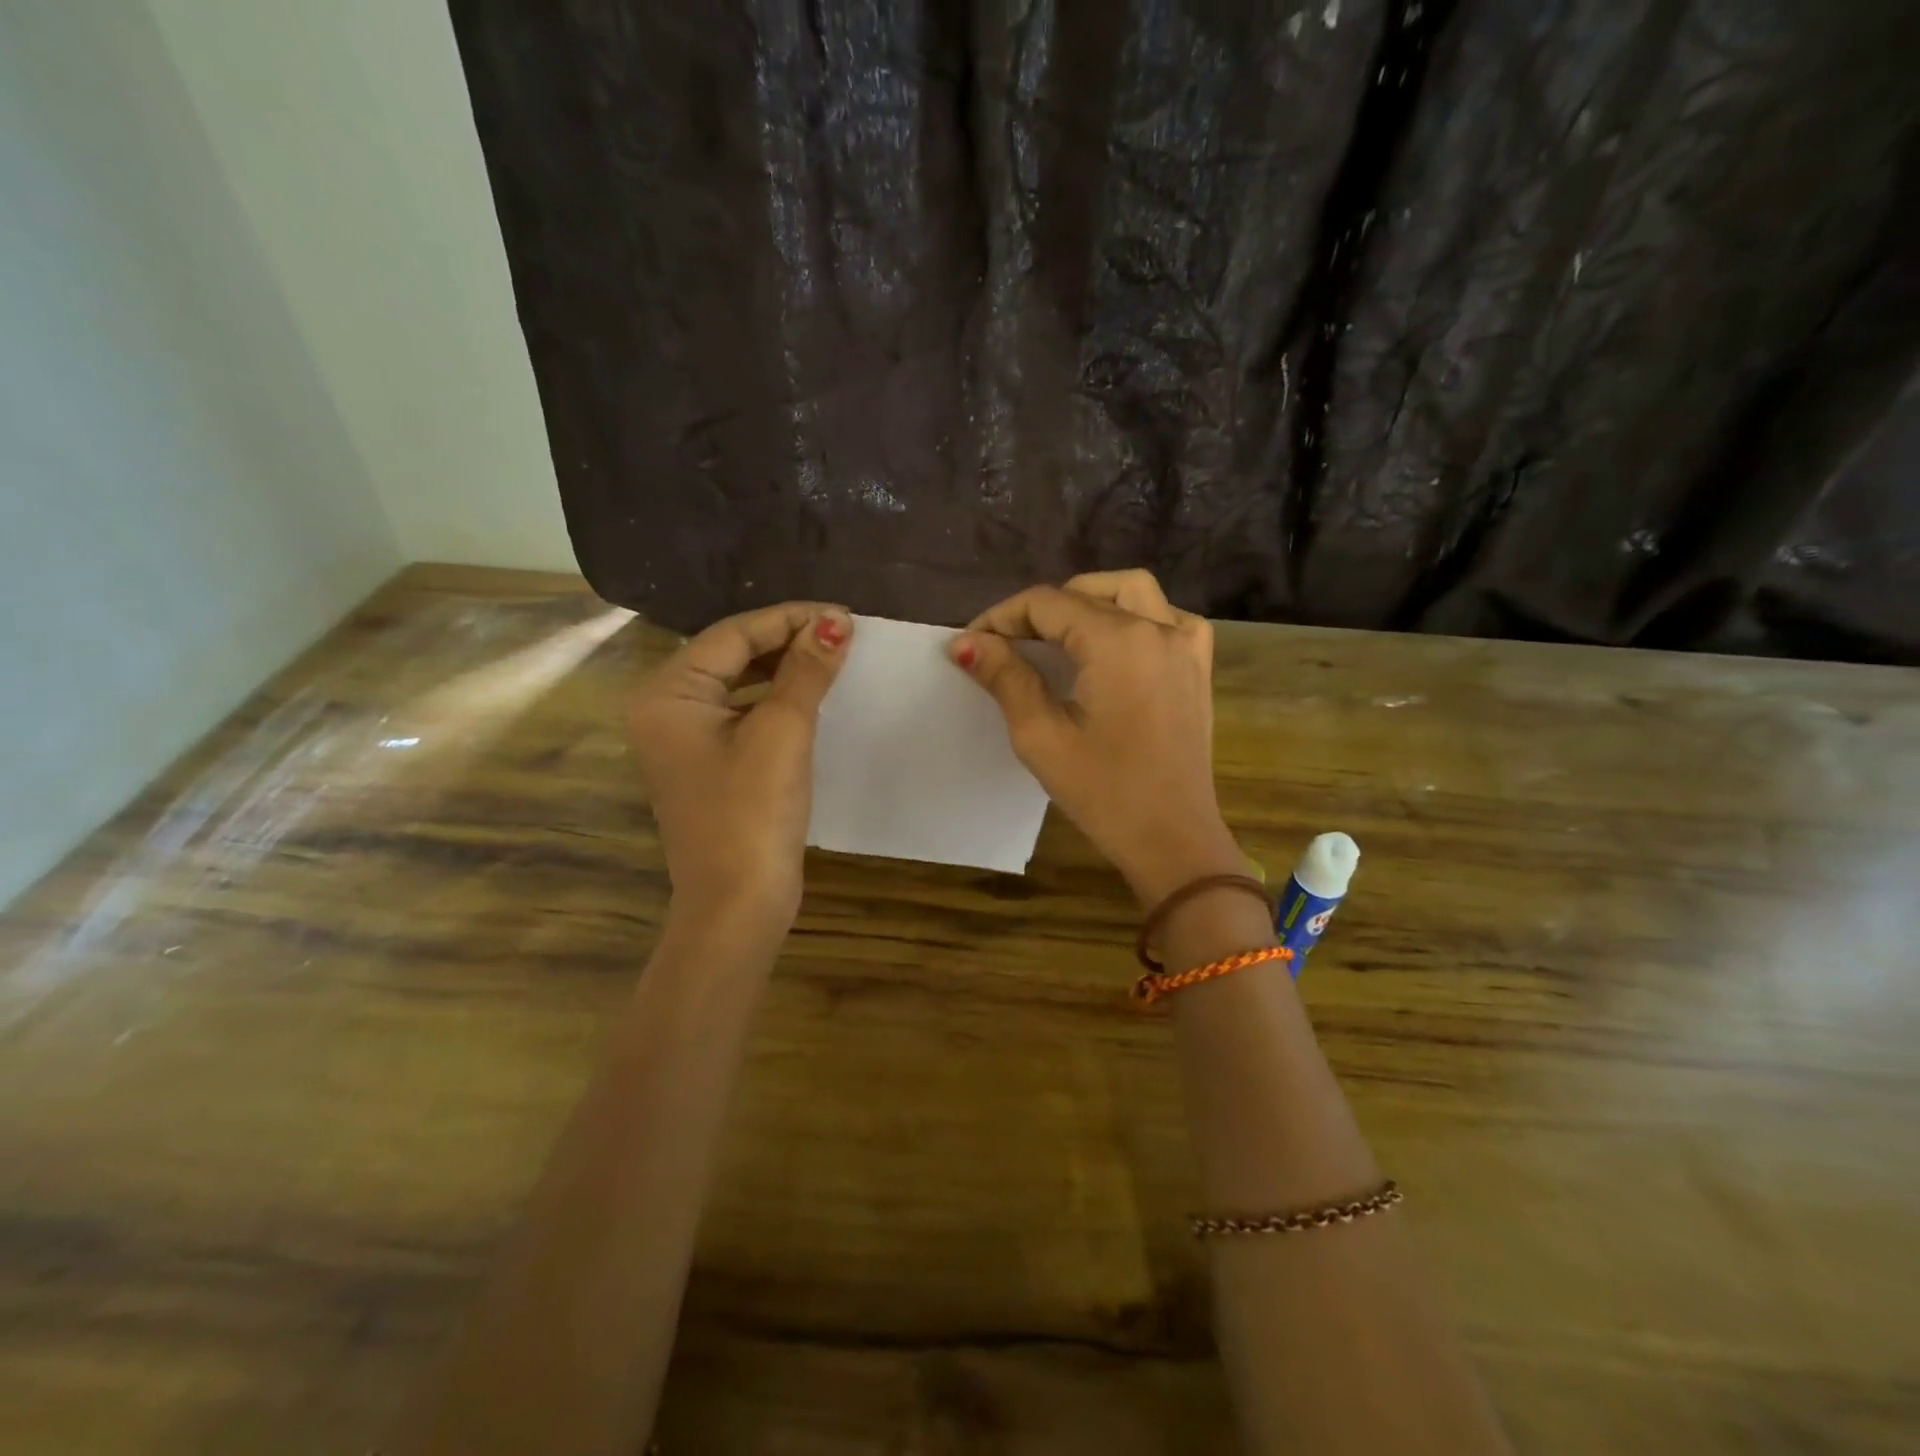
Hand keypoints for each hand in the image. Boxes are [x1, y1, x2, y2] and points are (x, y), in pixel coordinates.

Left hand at [630, 603, 853, 935]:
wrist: (738, 904)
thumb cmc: (753, 813)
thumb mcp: (783, 732)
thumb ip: (807, 671)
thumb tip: (835, 620)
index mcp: (668, 694)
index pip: (732, 634)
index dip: (789, 619)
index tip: (841, 613)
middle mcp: (666, 709)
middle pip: (731, 655)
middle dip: (786, 640)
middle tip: (841, 632)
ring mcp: (685, 739)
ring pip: (739, 683)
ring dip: (784, 668)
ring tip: (832, 656)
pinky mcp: (709, 763)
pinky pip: (743, 713)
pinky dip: (776, 699)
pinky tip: (810, 695)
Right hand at [948, 570, 1242, 903]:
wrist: (1174, 840)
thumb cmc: (1104, 793)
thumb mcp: (1041, 736)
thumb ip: (1005, 678)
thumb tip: (965, 642)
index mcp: (1118, 641)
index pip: (1047, 604)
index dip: (1002, 617)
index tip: (971, 643)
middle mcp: (1158, 628)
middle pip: (1087, 593)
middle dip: (1039, 611)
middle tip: (1006, 644)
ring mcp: (1187, 645)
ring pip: (1132, 592)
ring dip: (1088, 601)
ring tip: (1055, 634)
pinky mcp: (1198, 668)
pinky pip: (1167, 618)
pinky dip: (1134, 617)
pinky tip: (1114, 646)